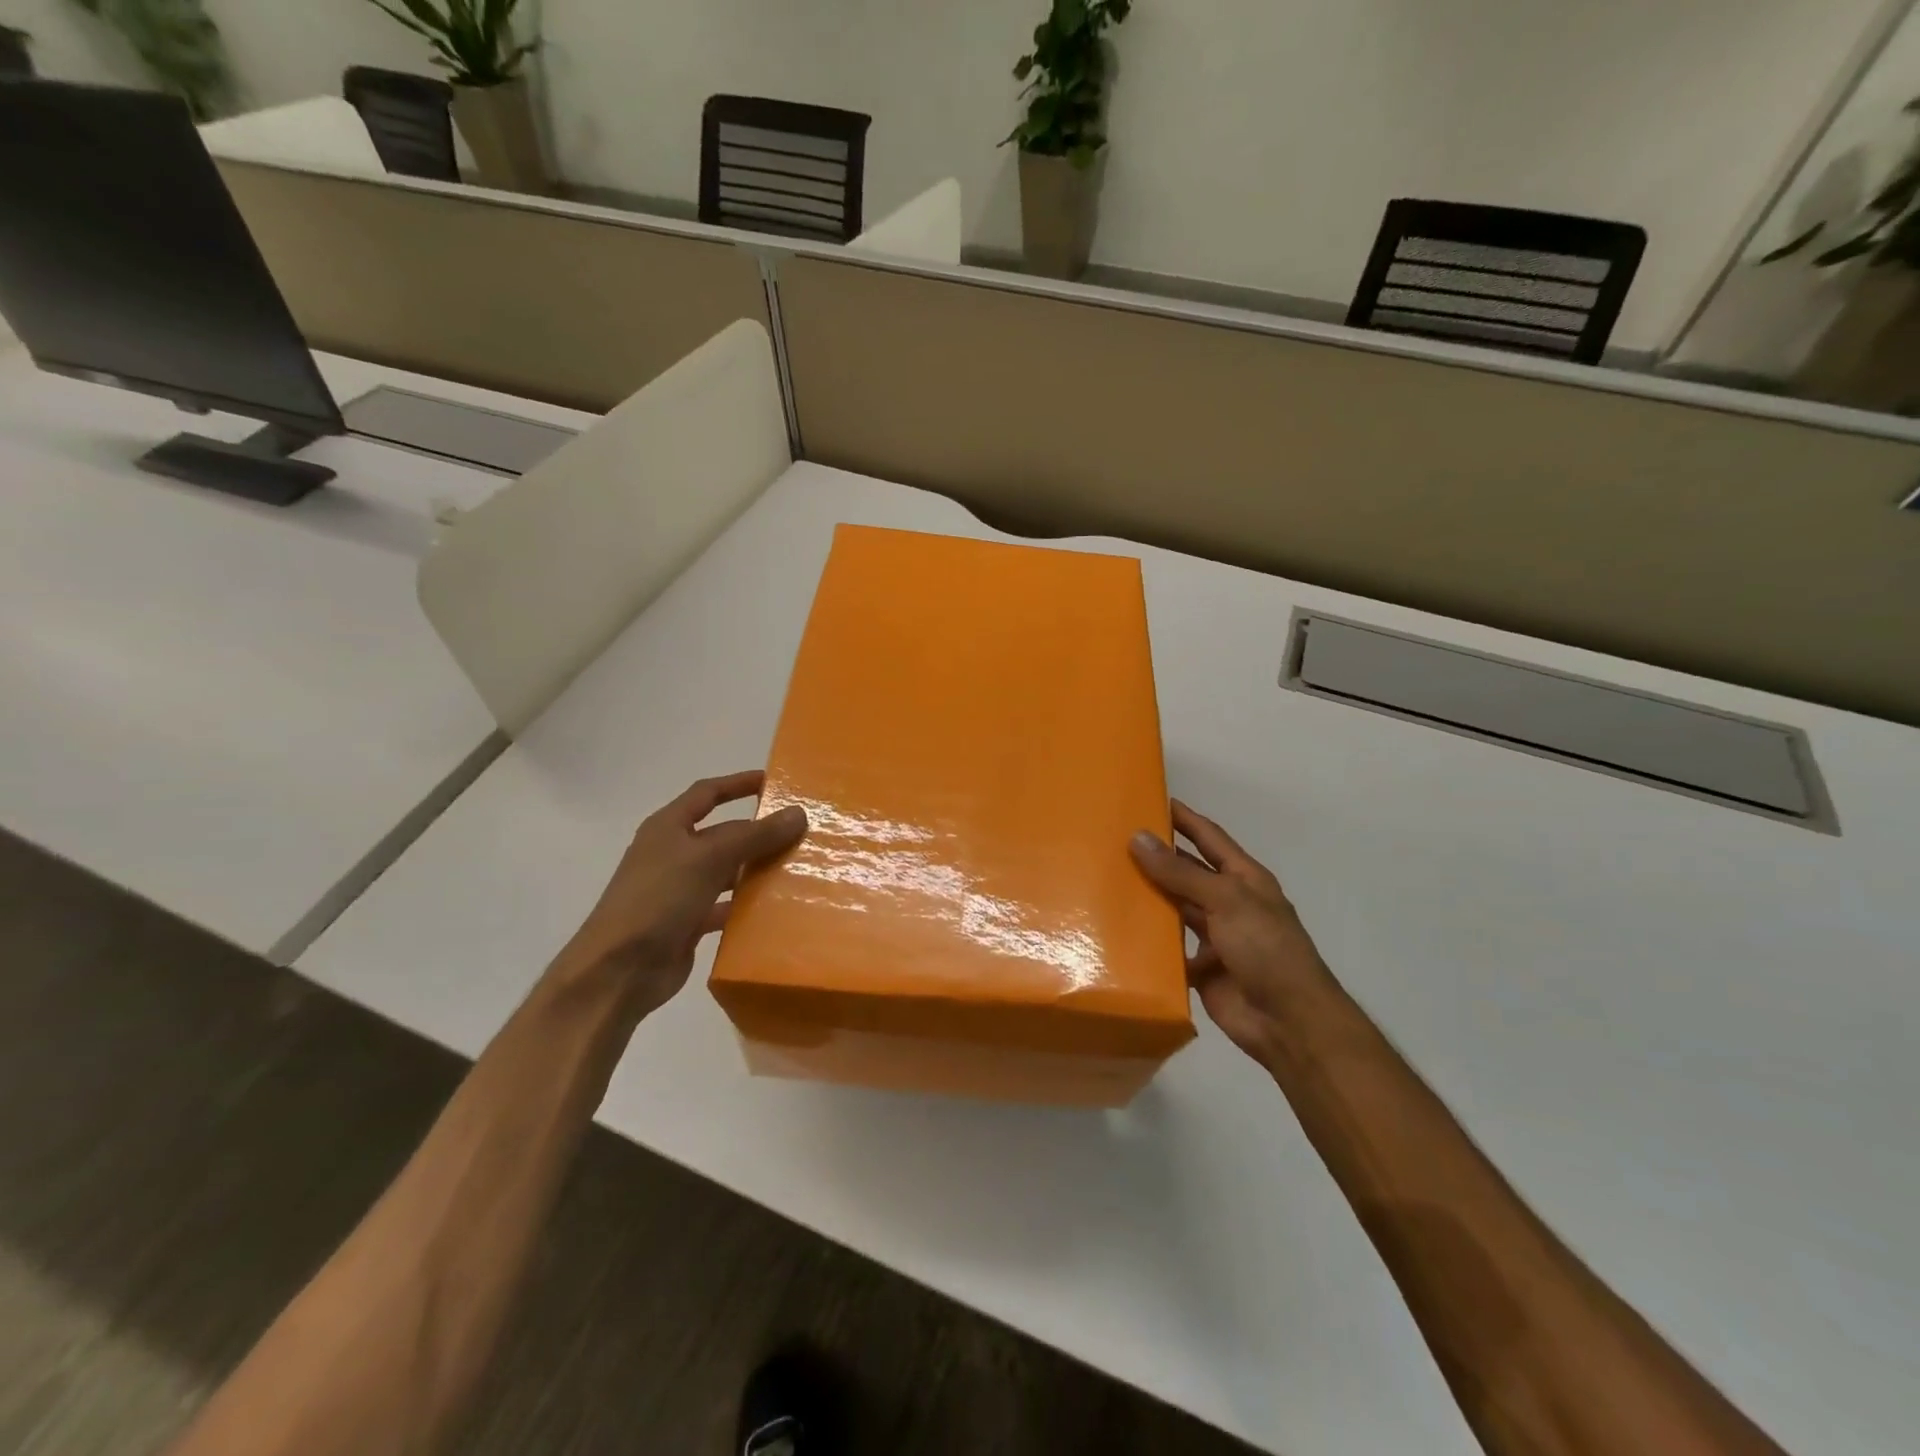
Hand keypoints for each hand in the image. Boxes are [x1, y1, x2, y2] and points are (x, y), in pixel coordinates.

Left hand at [553, 771, 806, 1016]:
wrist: (617, 971)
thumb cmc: (658, 899)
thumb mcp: (709, 859)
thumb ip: (755, 836)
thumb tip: (799, 813)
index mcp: (668, 828)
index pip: (707, 794)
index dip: (739, 784)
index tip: (774, 783)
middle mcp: (673, 854)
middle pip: (723, 835)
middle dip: (759, 833)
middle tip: (802, 834)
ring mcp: (679, 890)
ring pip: (727, 872)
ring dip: (757, 870)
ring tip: (798, 870)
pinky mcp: (688, 923)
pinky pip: (725, 907)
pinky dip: (747, 907)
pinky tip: (777, 909)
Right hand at [1130, 800, 1334, 1067]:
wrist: (1289, 1021)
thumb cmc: (1266, 949)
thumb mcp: (1225, 900)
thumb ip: (1180, 872)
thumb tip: (1137, 837)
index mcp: (1243, 879)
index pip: (1209, 837)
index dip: (1184, 818)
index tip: (1151, 799)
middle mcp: (1228, 902)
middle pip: (1187, 872)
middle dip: (1157, 857)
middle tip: (1113, 841)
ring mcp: (1215, 937)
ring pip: (1175, 909)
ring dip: (1149, 898)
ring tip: (1107, 880)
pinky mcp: (1200, 968)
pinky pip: (1168, 948)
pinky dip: (1148, 940)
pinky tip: (1117, 929)